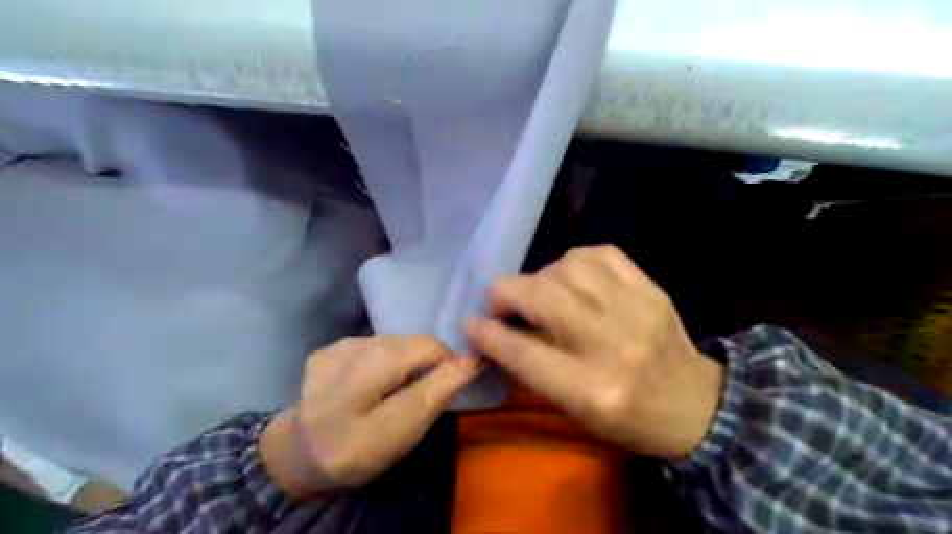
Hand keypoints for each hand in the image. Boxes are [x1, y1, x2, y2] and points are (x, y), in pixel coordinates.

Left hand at [259, 336, 479, 498]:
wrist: (301, 454)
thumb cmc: (358, 453)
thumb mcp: (402, 435)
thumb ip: (436, 395)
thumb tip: (470, 360)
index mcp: (364, 391)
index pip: (428, 358)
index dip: (448, 368)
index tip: (450, 386)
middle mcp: (347, 361)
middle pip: (412, 345)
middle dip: (427, 363)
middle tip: (420, 391)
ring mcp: (333, 352)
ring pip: (396, 341)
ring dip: (406, 359)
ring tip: (394, 386)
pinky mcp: (327, 347)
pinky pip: (376, 341)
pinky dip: (385, 356)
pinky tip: (372, 378)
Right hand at [466, 246, 725, 458]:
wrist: (696, 404)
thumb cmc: (628, 418)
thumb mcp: (576, 410)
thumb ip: (534, 368)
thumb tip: (496, 331)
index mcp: (594, 391)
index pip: (525, 354)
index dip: (489, 335)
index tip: (470, 323)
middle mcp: (614, 345)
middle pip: (543, 298)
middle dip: (506, 293)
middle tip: (498, 301)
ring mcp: (637, 310)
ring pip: (568, 268)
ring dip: (540, 276)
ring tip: (539, 291)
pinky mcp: (651, 288)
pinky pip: (600, 254)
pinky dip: (573, 260)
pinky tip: (570, 276)